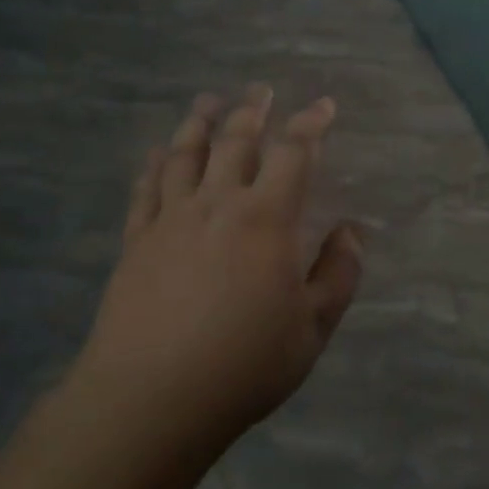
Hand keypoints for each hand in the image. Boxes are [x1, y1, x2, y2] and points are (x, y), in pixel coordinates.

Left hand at [76, 86, 364, 452]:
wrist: (151, 398)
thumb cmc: (245, 364)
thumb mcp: (313, 327)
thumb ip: (338, 274)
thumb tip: (352, 232)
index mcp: (266, 218)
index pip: (294, 153)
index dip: (311, 124)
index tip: (323, 106)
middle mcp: (217, 204)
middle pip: (235, 141)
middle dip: (252, 111)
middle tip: (261, 90)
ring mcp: (170, 220)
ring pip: (185, 154)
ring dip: (199, 123)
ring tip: (207, 102)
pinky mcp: (136, 242)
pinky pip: (145, 189)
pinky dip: (154, 164)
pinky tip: (156, 153)